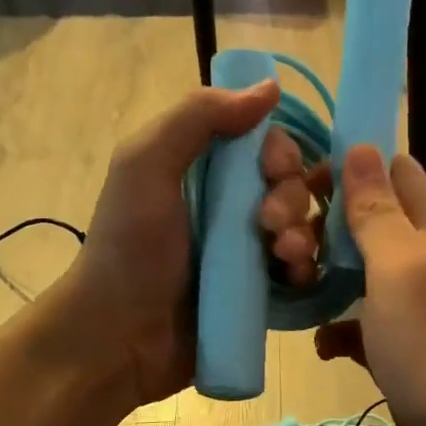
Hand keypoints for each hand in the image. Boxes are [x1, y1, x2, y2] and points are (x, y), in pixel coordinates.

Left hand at [48, 81, 282, 409]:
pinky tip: (295, 275)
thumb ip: (198, 118)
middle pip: (289, 184)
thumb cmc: (129, 247)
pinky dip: (306, 267)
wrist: (118, 337)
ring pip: (302, 226)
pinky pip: (301, 269)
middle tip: (268, 223)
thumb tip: (269, 88)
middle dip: (291, 197)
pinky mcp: (259, 292)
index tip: (272, 169)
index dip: (279, 151)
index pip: (264, 143)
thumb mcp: (146, 166)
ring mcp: (246, 251)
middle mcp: (229, 204)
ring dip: (303, 232)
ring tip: (282, 254)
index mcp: (203, 167)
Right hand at [289, 145, 425, 425]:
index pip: (395, 174)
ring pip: (361, 275)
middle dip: (325, 223)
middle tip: (283, 241)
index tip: (301, 179)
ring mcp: (414, 310)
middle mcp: (423, 263)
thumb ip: (379, 212)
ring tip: (291, 280)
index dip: (350, 166)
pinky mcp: (403, 352)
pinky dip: (339, 329)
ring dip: (325, 274)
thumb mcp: (401, 268)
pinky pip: (363, 328)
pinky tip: (321, 344)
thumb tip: (364, 147)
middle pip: (369, 223)